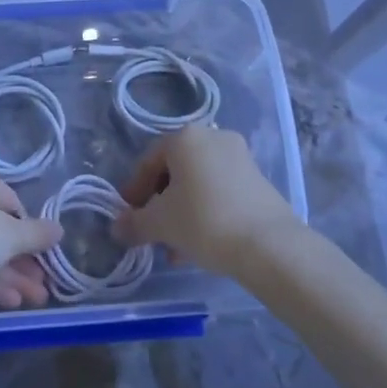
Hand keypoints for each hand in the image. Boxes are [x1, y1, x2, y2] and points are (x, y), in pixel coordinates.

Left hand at [0, 160, 61, 309]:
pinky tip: (10, 301)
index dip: (29, 229)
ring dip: (9, 273)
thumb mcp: (13, 236)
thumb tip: (59, 229)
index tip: (42, 252)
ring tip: (34, 299)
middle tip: (42, 283)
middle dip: (21, 258)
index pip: (9, 200)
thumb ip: (39, 233)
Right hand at [116, 126, 306, 279]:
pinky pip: (219, 192)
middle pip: (174, 171)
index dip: (133, 191)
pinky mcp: (258, 180)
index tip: (128, 217)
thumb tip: (117, 227)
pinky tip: (199, 245)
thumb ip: (134, 223)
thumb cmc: (204, 222)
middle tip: (151, 233)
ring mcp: (240, 157)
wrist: (269, 245)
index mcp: (185, 137)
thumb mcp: (160, 224)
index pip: (148, 161)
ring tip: (174, 249)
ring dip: (181, 213)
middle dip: (159, 205)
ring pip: (198, 184)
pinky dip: (205, 212)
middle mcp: (213, 138)